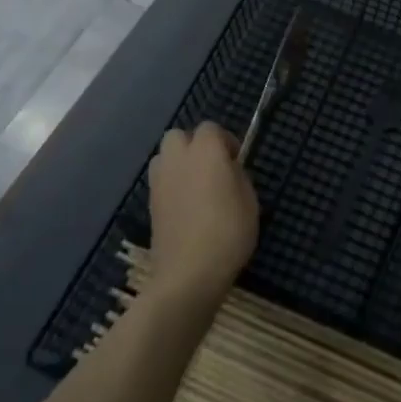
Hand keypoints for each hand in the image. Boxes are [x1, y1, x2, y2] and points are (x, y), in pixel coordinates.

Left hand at [145, 122, 258, 308]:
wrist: (189, 273)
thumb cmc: (228, 232)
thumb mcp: (249, 200)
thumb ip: (237, 175)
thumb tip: (227, 169)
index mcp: (206, 150)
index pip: (211, 128)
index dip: (225, 141)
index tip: (236, 161)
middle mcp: (178, 158)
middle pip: (179, 136)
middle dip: (194, 145)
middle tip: (212, 168)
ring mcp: (159, 181)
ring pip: (165, 156)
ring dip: (178, 163)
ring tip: (196, 186)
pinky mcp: (150, 203)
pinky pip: (161, 181)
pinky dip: (171, 185)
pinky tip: (186, 207)